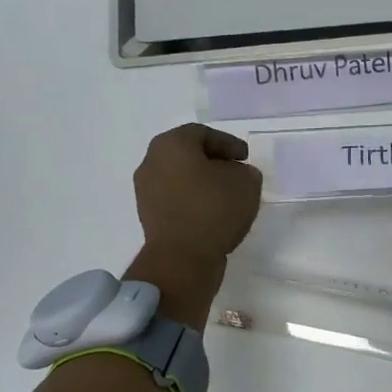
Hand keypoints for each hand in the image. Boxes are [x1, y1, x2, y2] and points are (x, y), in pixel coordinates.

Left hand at [133, 123, 262, 265]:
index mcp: (171, 144)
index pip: (203, 134)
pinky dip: (193, 200)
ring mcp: (145, 190)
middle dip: (213, 161)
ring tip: (226, 195)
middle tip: (235, 172)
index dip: (228, 143)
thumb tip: (236, 175)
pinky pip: (175, 199)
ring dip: (202, 182)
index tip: (245, 157)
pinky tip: (212, 213)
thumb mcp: (246, 182)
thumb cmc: (214, 209)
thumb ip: (245, 172)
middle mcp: (151, 162)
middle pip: (187, 153)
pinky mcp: (148, 216)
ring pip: (179, 177)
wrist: (182, 257)